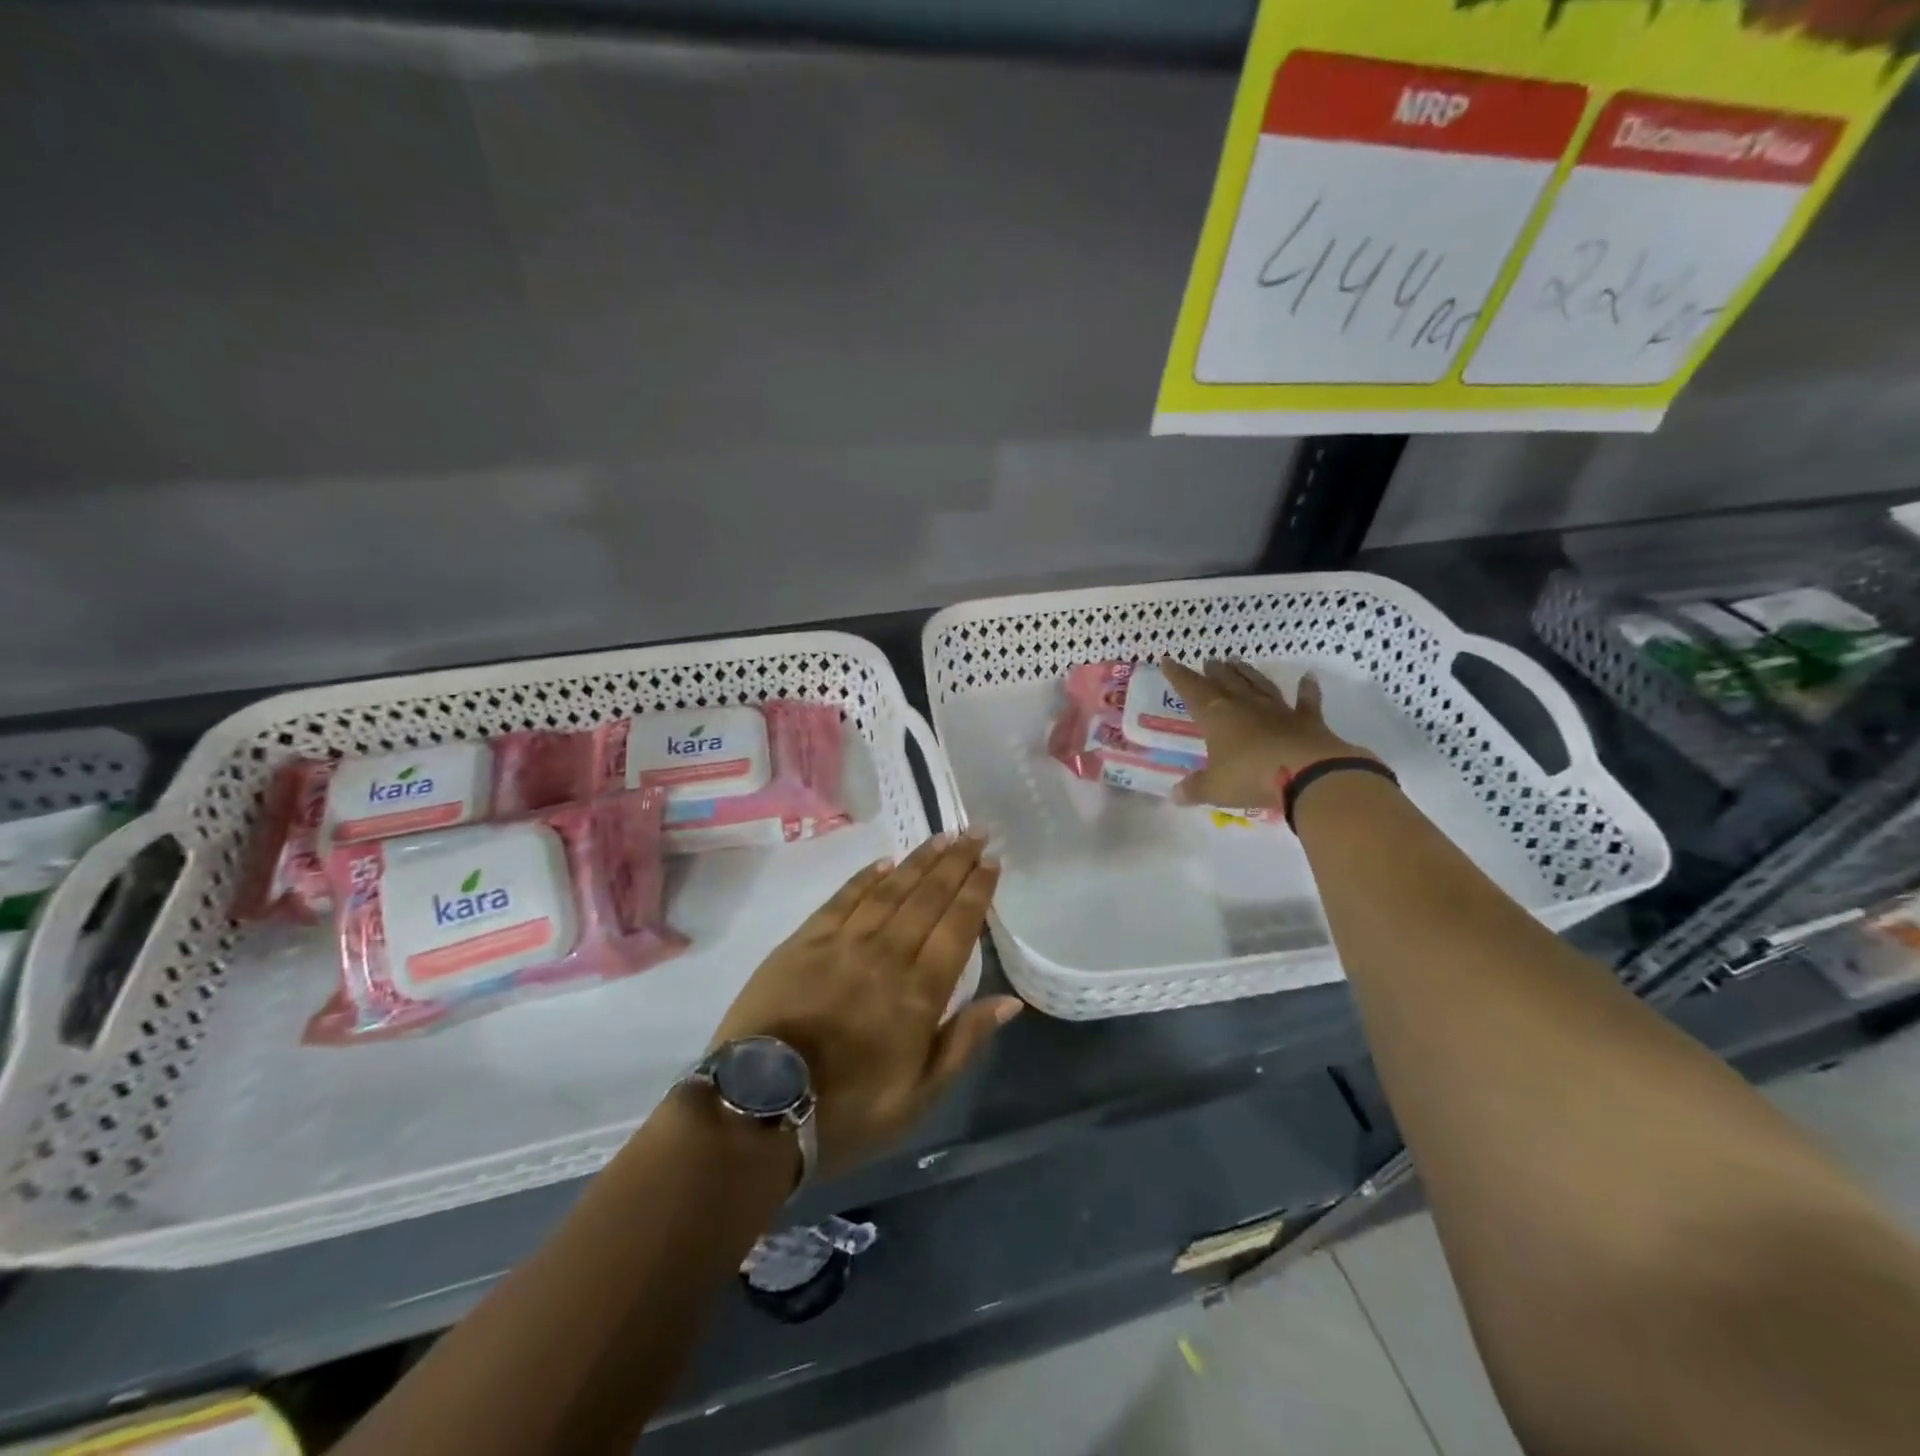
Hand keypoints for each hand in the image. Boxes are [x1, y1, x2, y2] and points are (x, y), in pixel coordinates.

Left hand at [709, 830, 1021, 1174]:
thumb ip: (963, 1042)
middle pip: (928, 897)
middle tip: (975, 833)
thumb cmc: (847, 1111)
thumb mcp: (918, 1097)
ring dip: (919, 860)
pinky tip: (884, 862)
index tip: (992, 862)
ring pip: (890, 890)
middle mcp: (887, 955)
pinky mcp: (804, 941)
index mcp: (919, 993)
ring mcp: (843, 943)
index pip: (958, 926)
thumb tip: (1010, 1001)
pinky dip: (866, 877)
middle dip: (956, 862)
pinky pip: (843, 898)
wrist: (759, 1106)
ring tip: (942, 837)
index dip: (977, 891)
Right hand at [1159, 656, 1374, 809]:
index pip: (1192, 691)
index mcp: (1217, 717)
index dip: (1179, 676)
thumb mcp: (1215, 788)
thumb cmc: (1250, 777)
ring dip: (1248, 673)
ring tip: (1238, 661)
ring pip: (1259, 685)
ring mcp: (1278, 711)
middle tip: (1209, 661)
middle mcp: (1246, 706)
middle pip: (1226, 683)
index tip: (1168, 661)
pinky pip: (1306, 701)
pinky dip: (1307, 689)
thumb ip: (1195, 788)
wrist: (1307, 774)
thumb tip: (1174, 795)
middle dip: (1215, 672)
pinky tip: (1308, 677)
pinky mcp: (1308, 721)